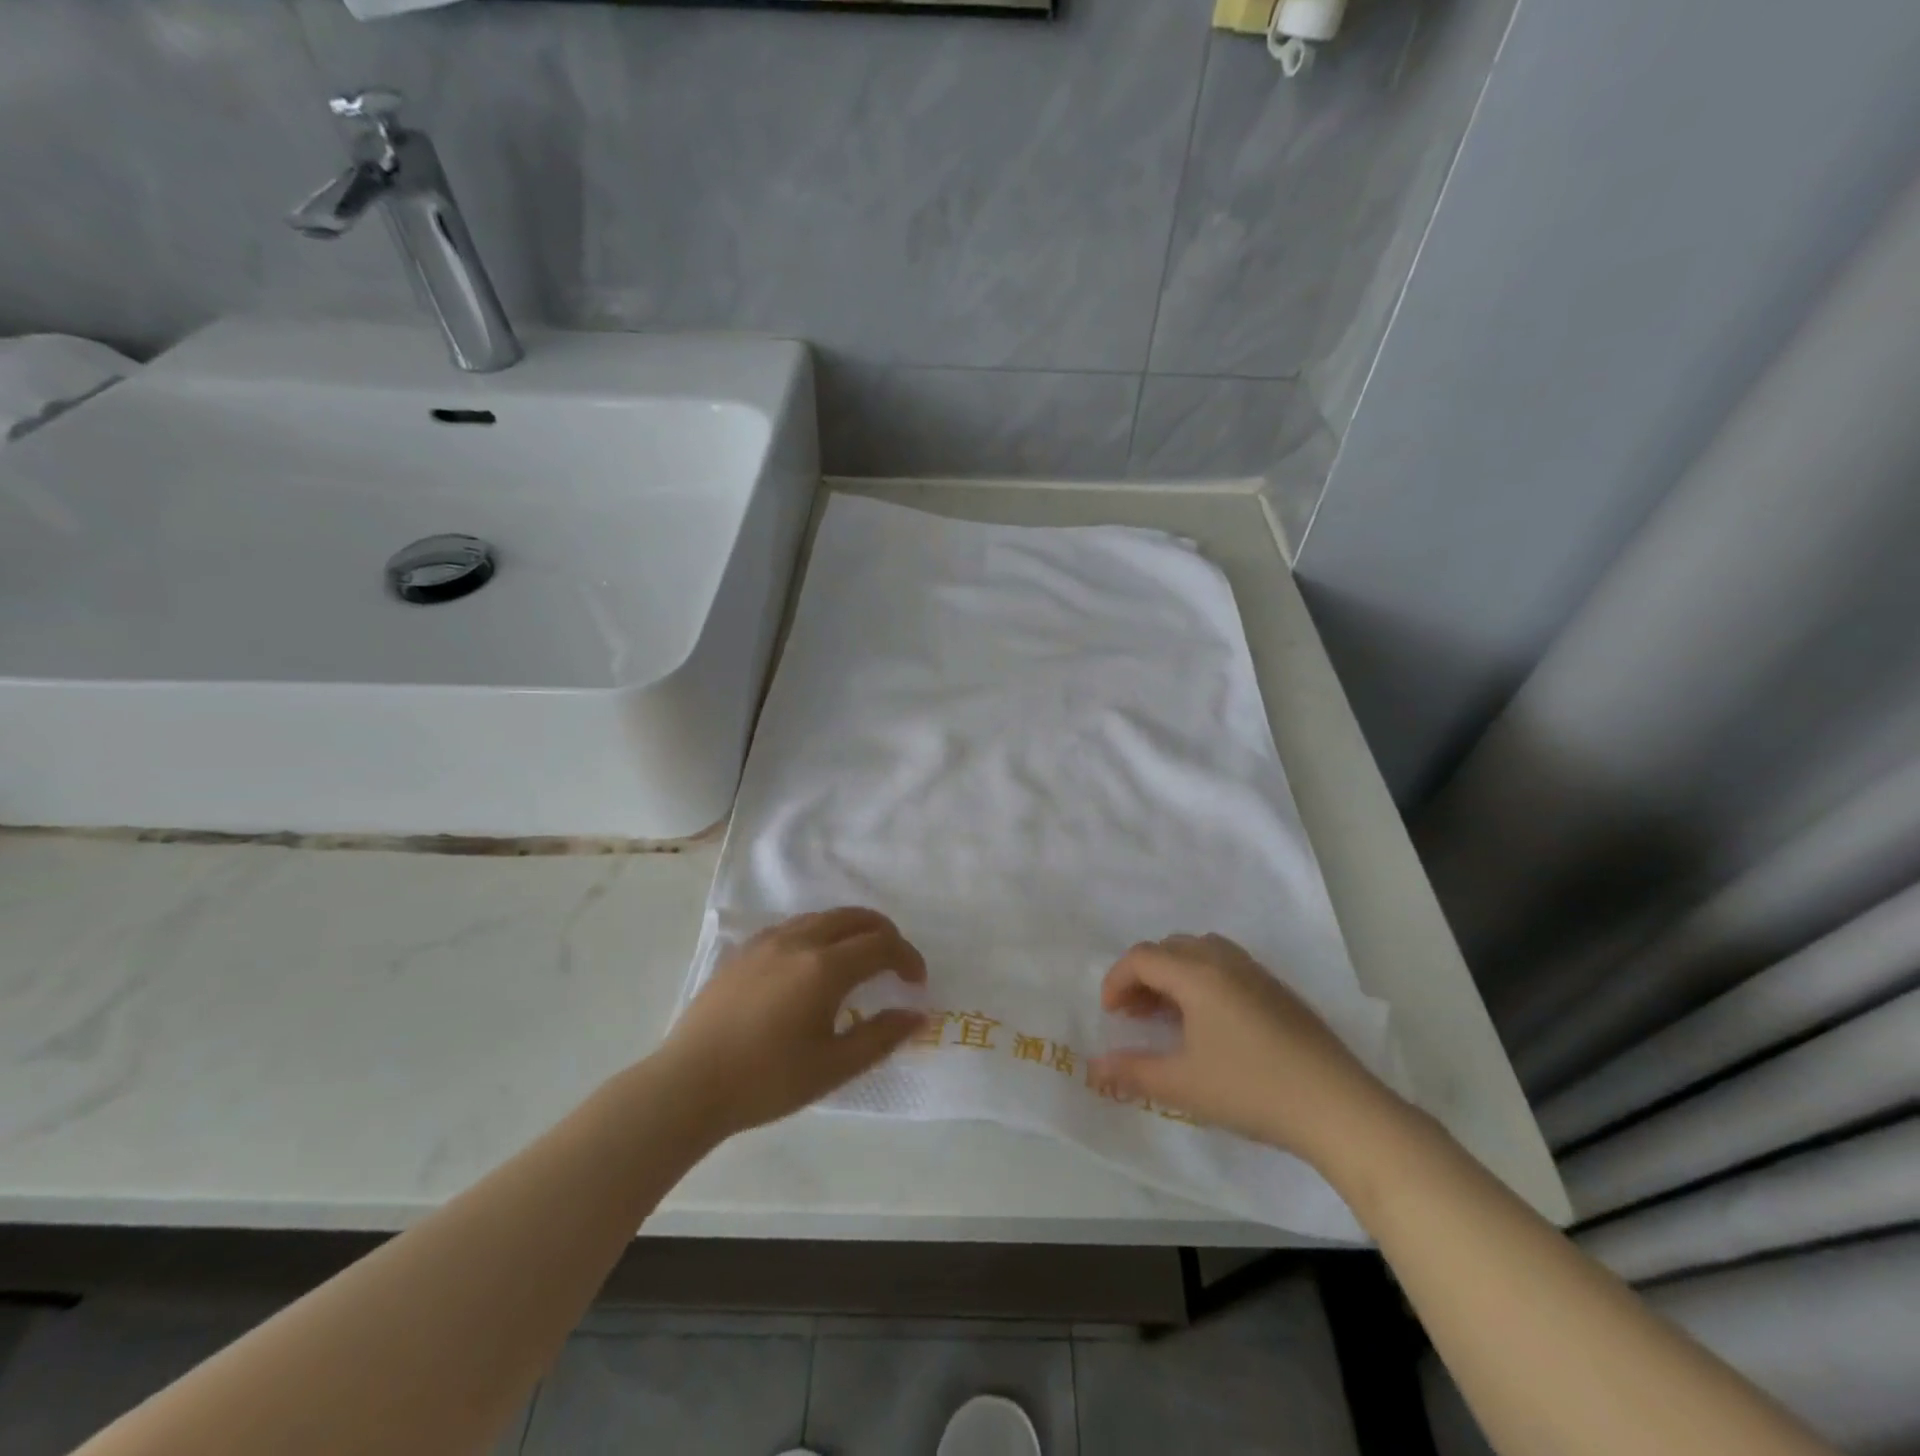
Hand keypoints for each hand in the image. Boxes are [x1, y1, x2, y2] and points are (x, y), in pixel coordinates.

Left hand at [658, 907, 926, 1136]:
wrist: (688, 1084)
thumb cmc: (766, 1080)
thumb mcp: (832, 1067)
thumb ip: (880, 1036)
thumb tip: (916, 1015)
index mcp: (825, 967)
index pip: (881, 945)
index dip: (907, 959)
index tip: (916, 983)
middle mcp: (799, 941)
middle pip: (855, 917)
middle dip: (885, 934)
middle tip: (896, 964)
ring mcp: (767, 941)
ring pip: (823, 917)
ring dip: (852, 930)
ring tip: (859, 961)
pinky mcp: (744, 950)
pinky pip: (795, 926)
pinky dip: (820, 933)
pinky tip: (813, 965)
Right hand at [1087, 933, 1395, 1163]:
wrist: (1337, 1106)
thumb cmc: (1251, 1089)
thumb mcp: (1182, 1085)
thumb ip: (1132, 1071)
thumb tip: (1093, 1067)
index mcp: (1197, 974)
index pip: (1142, 957)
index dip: (1117, 980)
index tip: (1110, 1014)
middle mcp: (1224, 961)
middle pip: (1170, 947)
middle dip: (1144, 974)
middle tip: (1135, 1014)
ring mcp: (1256, 973)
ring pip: (1201, 951)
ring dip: (1175, 973)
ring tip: (1169, 1014)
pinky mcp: (1278, 990)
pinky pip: (1226, 965)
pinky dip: (1203, 979)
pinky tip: (1211, 1023)